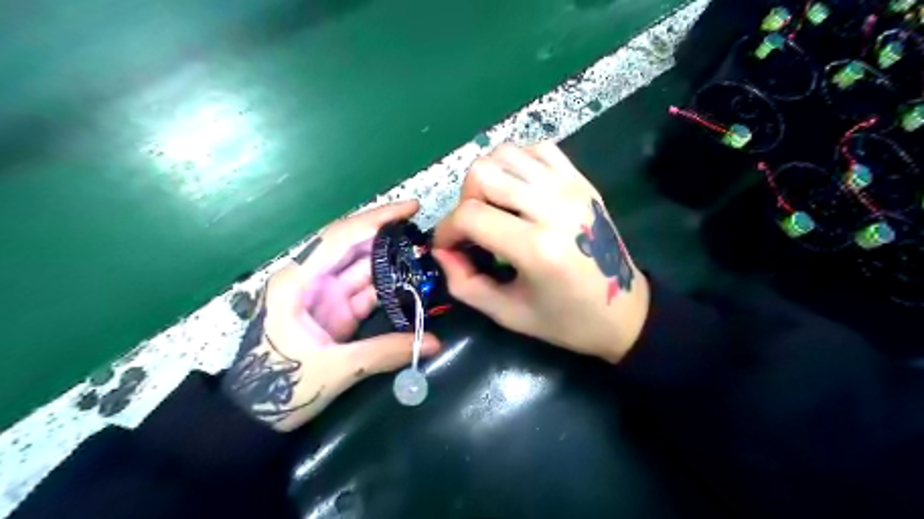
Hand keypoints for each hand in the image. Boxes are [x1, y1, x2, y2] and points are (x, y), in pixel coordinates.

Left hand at [223, 201, 438, 430]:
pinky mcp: (335, 311)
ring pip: (363, 268)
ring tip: (427, 256)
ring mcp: (324, 295)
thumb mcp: (334, 369)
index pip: (341, 237)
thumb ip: (385, 352)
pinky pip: (366, 291)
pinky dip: (389, 287)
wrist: (254, 416)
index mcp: (298, 281)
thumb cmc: (280, 387)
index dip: (377, 219)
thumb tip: (435, 343)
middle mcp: (311, 279)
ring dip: (393, 262)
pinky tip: (412, 283)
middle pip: (354, 247)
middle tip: (426, 233)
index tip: (411, 208)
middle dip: (390, 237)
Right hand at [435, 140, 648, 363]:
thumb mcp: (508, 314)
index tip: (446, 247)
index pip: (470, 215)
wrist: (625, 310)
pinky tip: (518, 191)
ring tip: (494, 208)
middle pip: (483, 172)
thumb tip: (441, 251)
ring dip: (488, 178)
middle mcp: (553, 206)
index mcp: (536, 247)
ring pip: (506, 153)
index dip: (446, 230)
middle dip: (464, 200)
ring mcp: (570, 187)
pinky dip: (516, 163)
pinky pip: (536, 149)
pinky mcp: (580, 180)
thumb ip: (464, 284)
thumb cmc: (566, 320)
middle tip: (473, 228)